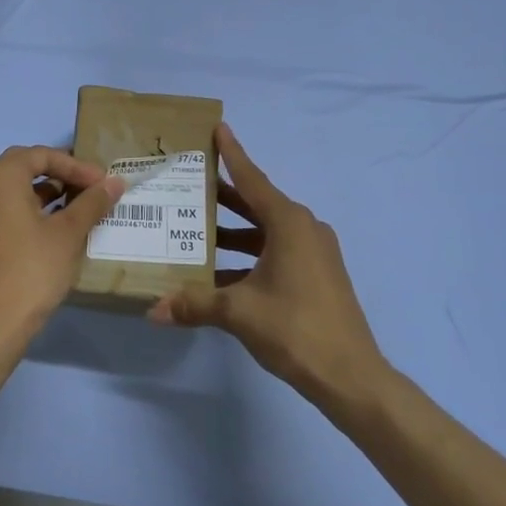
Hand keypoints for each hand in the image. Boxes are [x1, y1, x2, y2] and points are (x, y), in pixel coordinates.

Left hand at [0, 146, 126, 346]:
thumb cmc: (32, 269)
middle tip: (92, 189)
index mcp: (0, 175)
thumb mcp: (68, 233)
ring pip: (15, 189)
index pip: (43, 155)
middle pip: (26, 167)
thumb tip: (115, 182)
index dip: (77, 167)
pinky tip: (56, 227)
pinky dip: (32, 210)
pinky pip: (6, 209)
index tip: (103, 184)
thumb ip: (92, 202)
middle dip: (62, 175)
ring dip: (48, 193)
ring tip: (80, 207)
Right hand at [149, 122, 387, 407]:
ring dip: (234, 231)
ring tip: (196, 229)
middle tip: (190, 182)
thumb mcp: (238, 312)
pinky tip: (219, 273)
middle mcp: (304, 229)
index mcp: (289, 224)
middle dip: (224, 195)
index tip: (218, 128)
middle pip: (257, 203)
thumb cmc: (295, 328)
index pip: (252, 179)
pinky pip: (275, 252)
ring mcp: (314, 254)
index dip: (232, 154)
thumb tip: (154, 309)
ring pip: (265, 231)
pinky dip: (248, 256)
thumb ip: (194, 304)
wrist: (351, 377)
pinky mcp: (317, 276)